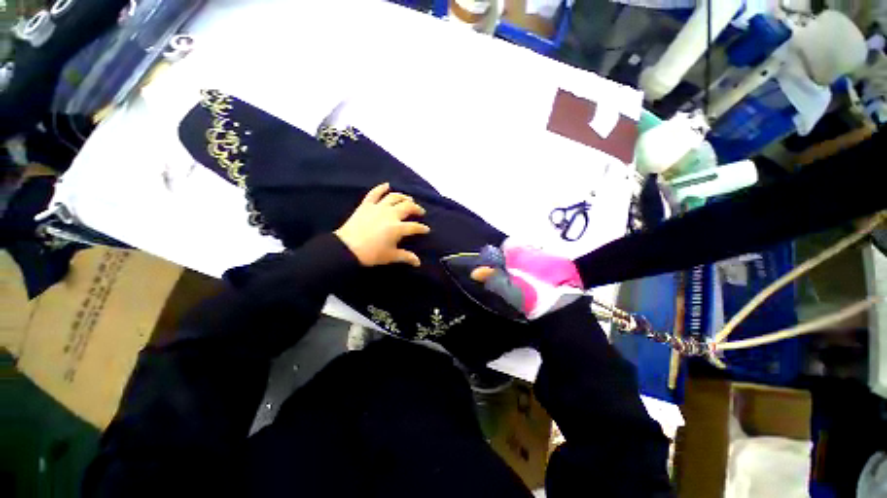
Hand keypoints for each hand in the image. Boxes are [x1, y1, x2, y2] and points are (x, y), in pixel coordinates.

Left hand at [335, 183, 430, 266]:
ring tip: (408, 199)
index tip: (426, 229)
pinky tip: (387, 185)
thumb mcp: (391, 256)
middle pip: (407, 207)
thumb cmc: (371, 254)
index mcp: (398, 228)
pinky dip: (381, 188)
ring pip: (394, 197)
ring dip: (403, 197)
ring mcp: (378, 207)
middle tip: (420, 211)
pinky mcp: (366, 205)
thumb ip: (406, 257)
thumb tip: (418, 262)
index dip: (422, 228)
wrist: (347, 248)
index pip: (414, 226)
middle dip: (416, 208)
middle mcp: (390, 214)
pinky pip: (375, 193)